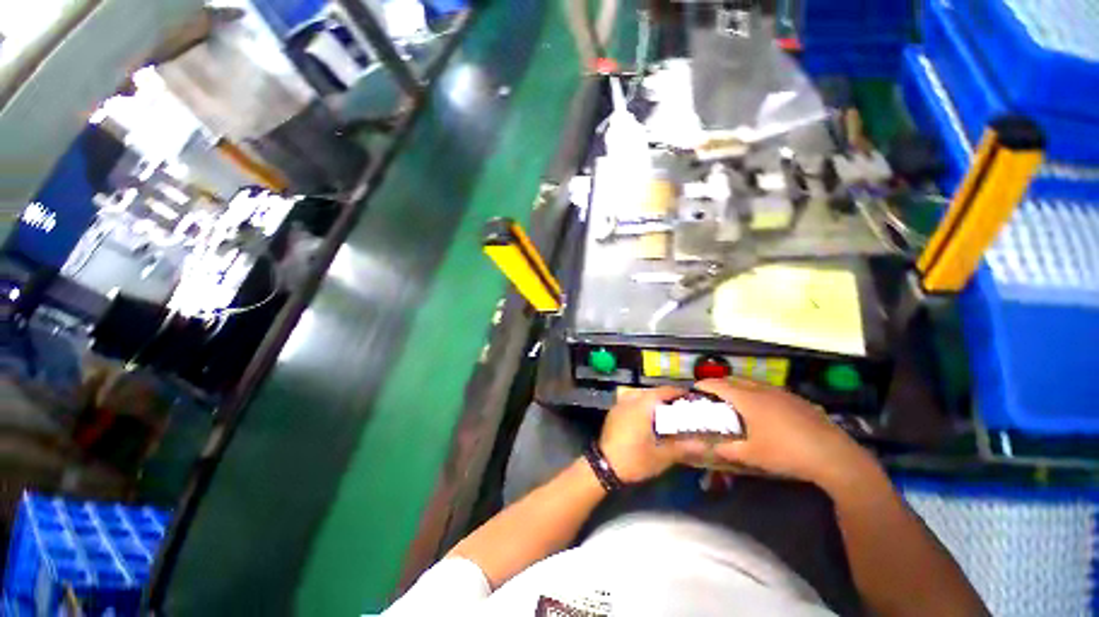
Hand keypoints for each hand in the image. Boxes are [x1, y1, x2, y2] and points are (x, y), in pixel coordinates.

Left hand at [599, 387, 684, 482]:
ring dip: (652, 400)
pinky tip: (647, 418)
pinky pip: (630, 401)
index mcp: (642, 405)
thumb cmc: (635, 459)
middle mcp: (630, 400)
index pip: (663, 391)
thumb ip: (684, 448)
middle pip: (651, 392)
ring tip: (664, 412)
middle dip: (666, 397)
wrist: (604, 466)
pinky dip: (641, 404)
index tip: (691, 398)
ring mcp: (619, 405)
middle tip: (680, 407)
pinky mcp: (613, 412)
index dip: (678, 393)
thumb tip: (705, 446)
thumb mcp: (662, 456)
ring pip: (639, 395)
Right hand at [684, 378, 879, 489]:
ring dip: (740, 386)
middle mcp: (763, 390)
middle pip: (736, 379)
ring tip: (735, 398)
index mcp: (748, 400)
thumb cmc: (786, 453)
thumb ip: (727, 450)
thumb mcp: (752, 455)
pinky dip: (758, 392)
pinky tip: (764, 408)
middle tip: (712, 393)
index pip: (720, 385)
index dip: (705, 384)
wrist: (833, 456)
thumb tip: (710, 449)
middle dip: (721, 383)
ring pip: (754, 382)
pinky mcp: (797, 400)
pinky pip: (769, 389)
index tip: (695, 388)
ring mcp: (782, 393)